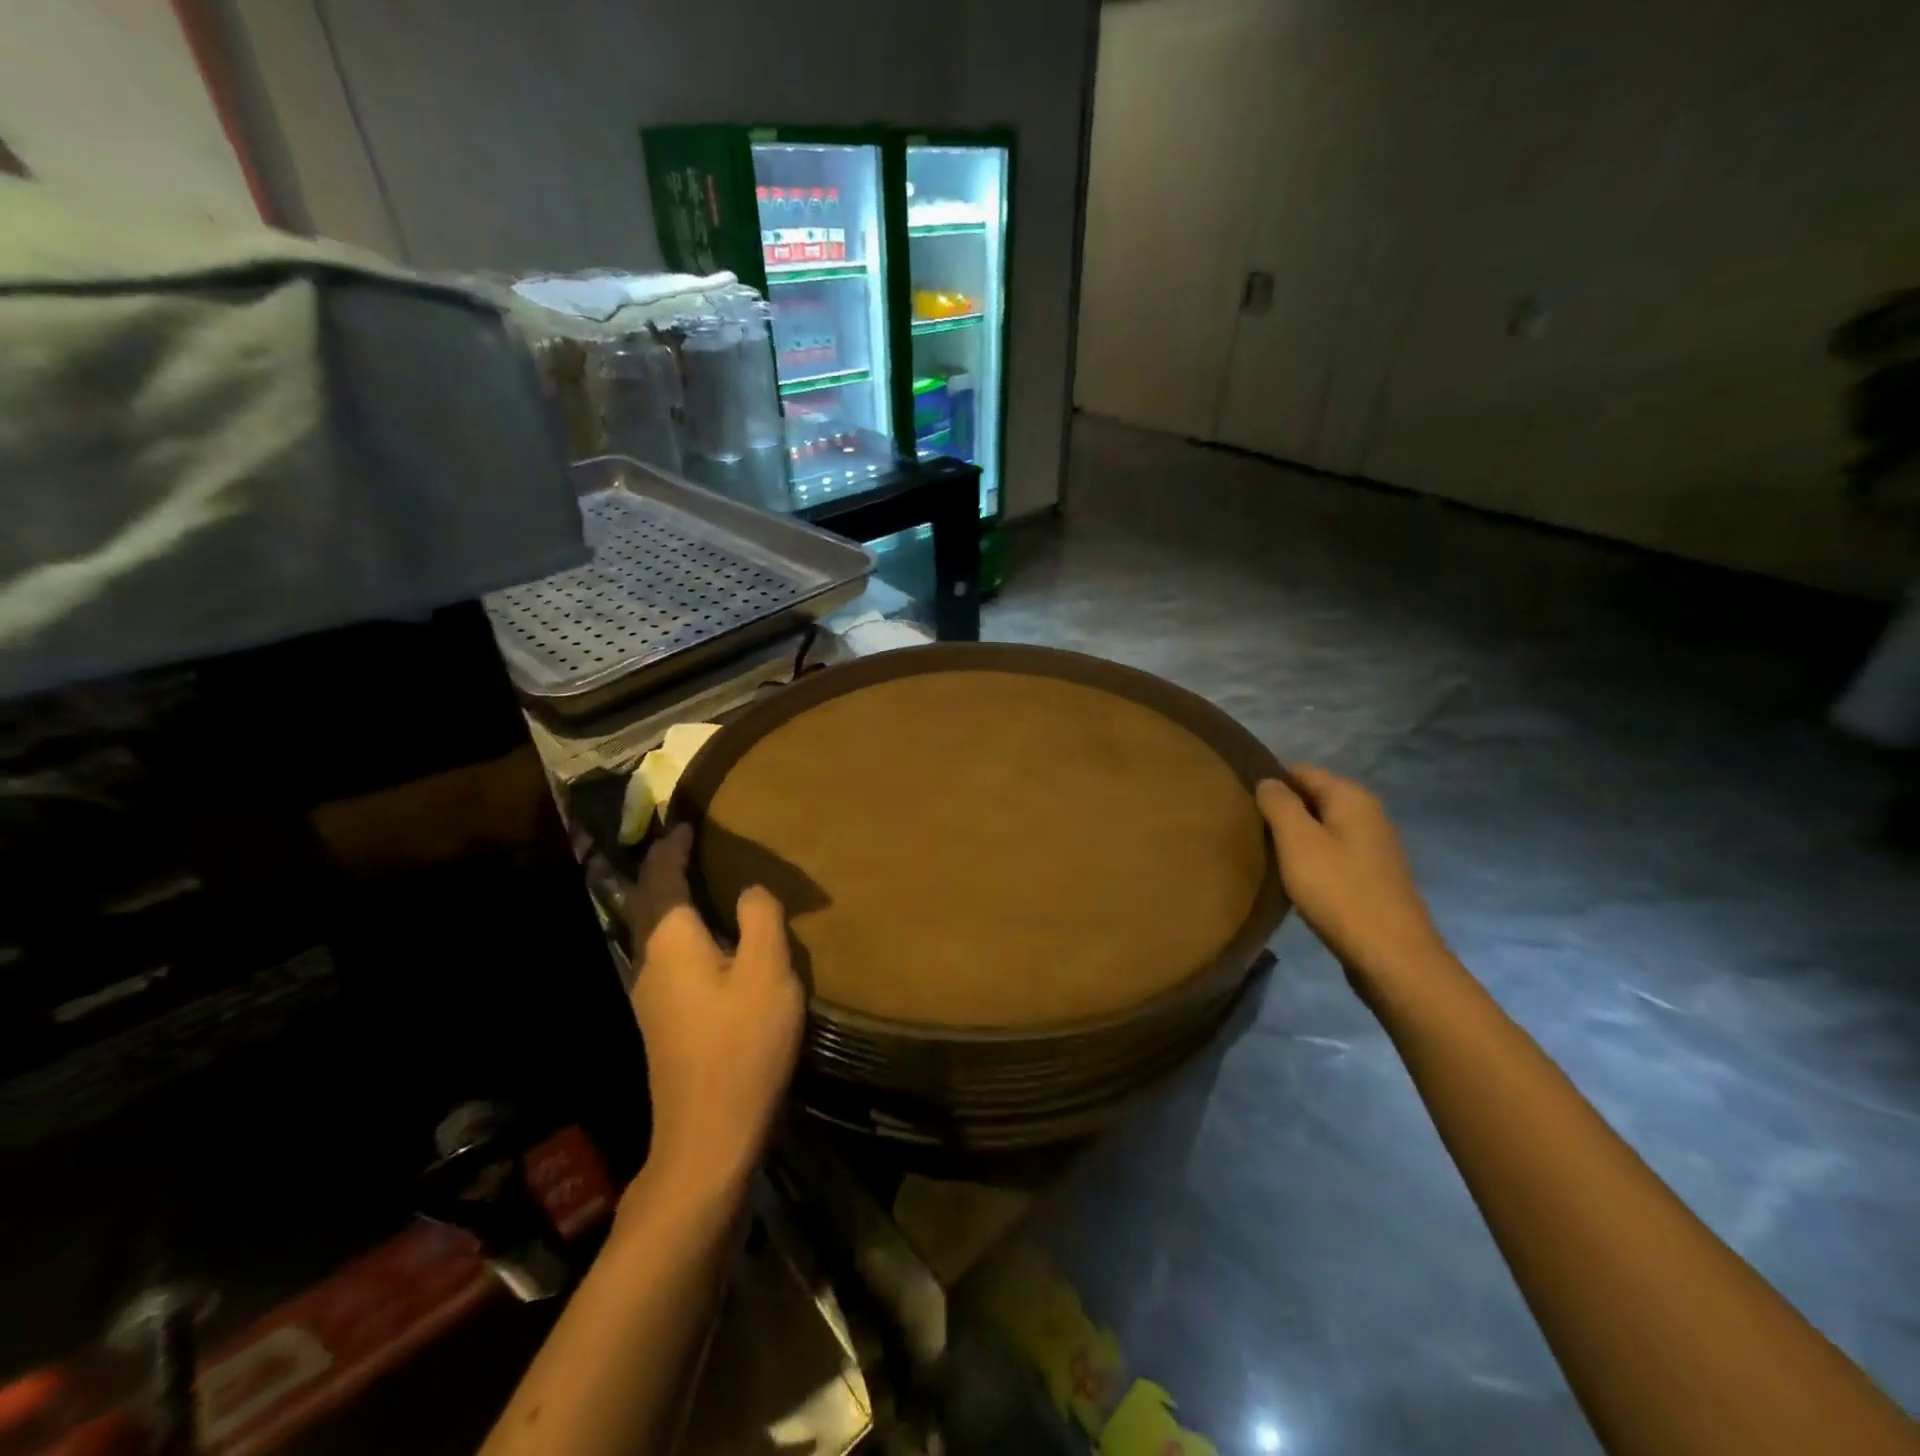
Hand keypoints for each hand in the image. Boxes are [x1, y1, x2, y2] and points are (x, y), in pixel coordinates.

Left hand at [625, 826, 804, 1195]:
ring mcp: (652, 997)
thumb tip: (749, 890)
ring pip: (656, 933)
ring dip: (672, 901)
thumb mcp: (766, 972)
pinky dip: (682, 930)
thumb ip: (759, 919)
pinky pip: (668, 956)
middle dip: (664, 872)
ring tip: (701, 884)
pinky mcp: (665, 1023)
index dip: (671, 849)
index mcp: (671, 943)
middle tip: (688, 847)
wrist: (709, 1136)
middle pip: (650, 905)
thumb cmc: (741, 1045)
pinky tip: (709, 941)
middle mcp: (650, 964)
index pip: (662, 880)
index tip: (683, 824)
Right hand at [1256, 766, 1450, 990]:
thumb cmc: (1338, 890)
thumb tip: (1268, 781)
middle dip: (1283, 810)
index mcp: (1352, 798)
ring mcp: (1374, 848)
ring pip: (1323, 828)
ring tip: (1265, 852)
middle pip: (1314, 798)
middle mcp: (1369, 814)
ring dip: (1296, 837)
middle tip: (1248, 828)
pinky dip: (1312, 859)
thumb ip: (1279, 804)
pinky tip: (1294, 878)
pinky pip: (1333, 854)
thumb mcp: (1297, 841)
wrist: (1391, 955)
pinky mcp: (1373, 877)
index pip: (1302, 771)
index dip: (1271, 782)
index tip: (1241, 801)